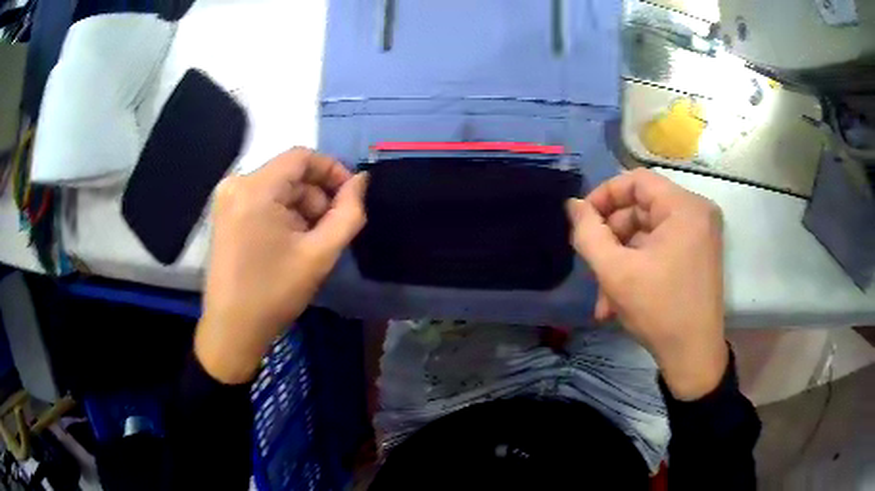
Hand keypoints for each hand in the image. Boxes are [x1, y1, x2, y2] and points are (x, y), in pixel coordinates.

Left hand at [197, 149, 366, 383]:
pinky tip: (290, 243)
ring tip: (310, 242)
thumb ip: (348, 214)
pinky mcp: (225, 214)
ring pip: (277, 188)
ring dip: (301, 208)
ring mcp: (227, 200)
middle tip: (331, 230)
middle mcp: (236, 184)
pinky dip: (283, 214)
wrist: (232, 329)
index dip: (332, 170)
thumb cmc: (275, 293)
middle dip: (316, 197)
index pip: (302, 157)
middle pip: (289, 174)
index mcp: (256, 188)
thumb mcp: (319, 254)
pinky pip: (262, 200)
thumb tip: (361, 182)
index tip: (350, 197)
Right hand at [567, 168, 727, 399]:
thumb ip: (588, 233)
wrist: (693, 357)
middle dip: (612, 239)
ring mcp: (700, 235)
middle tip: (592, 267)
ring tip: (604, 296)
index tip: (582, 221)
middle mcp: (697, 213)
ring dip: (621, 260)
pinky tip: (619, 299)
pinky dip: (638, 266)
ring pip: (648, 232)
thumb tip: (573, 205)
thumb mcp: (615, 272)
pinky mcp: (698, 254)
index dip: (604, 195)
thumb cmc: (659, 310)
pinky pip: (660, 247)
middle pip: (641, 208)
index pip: (636, 180)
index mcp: (684, 207)